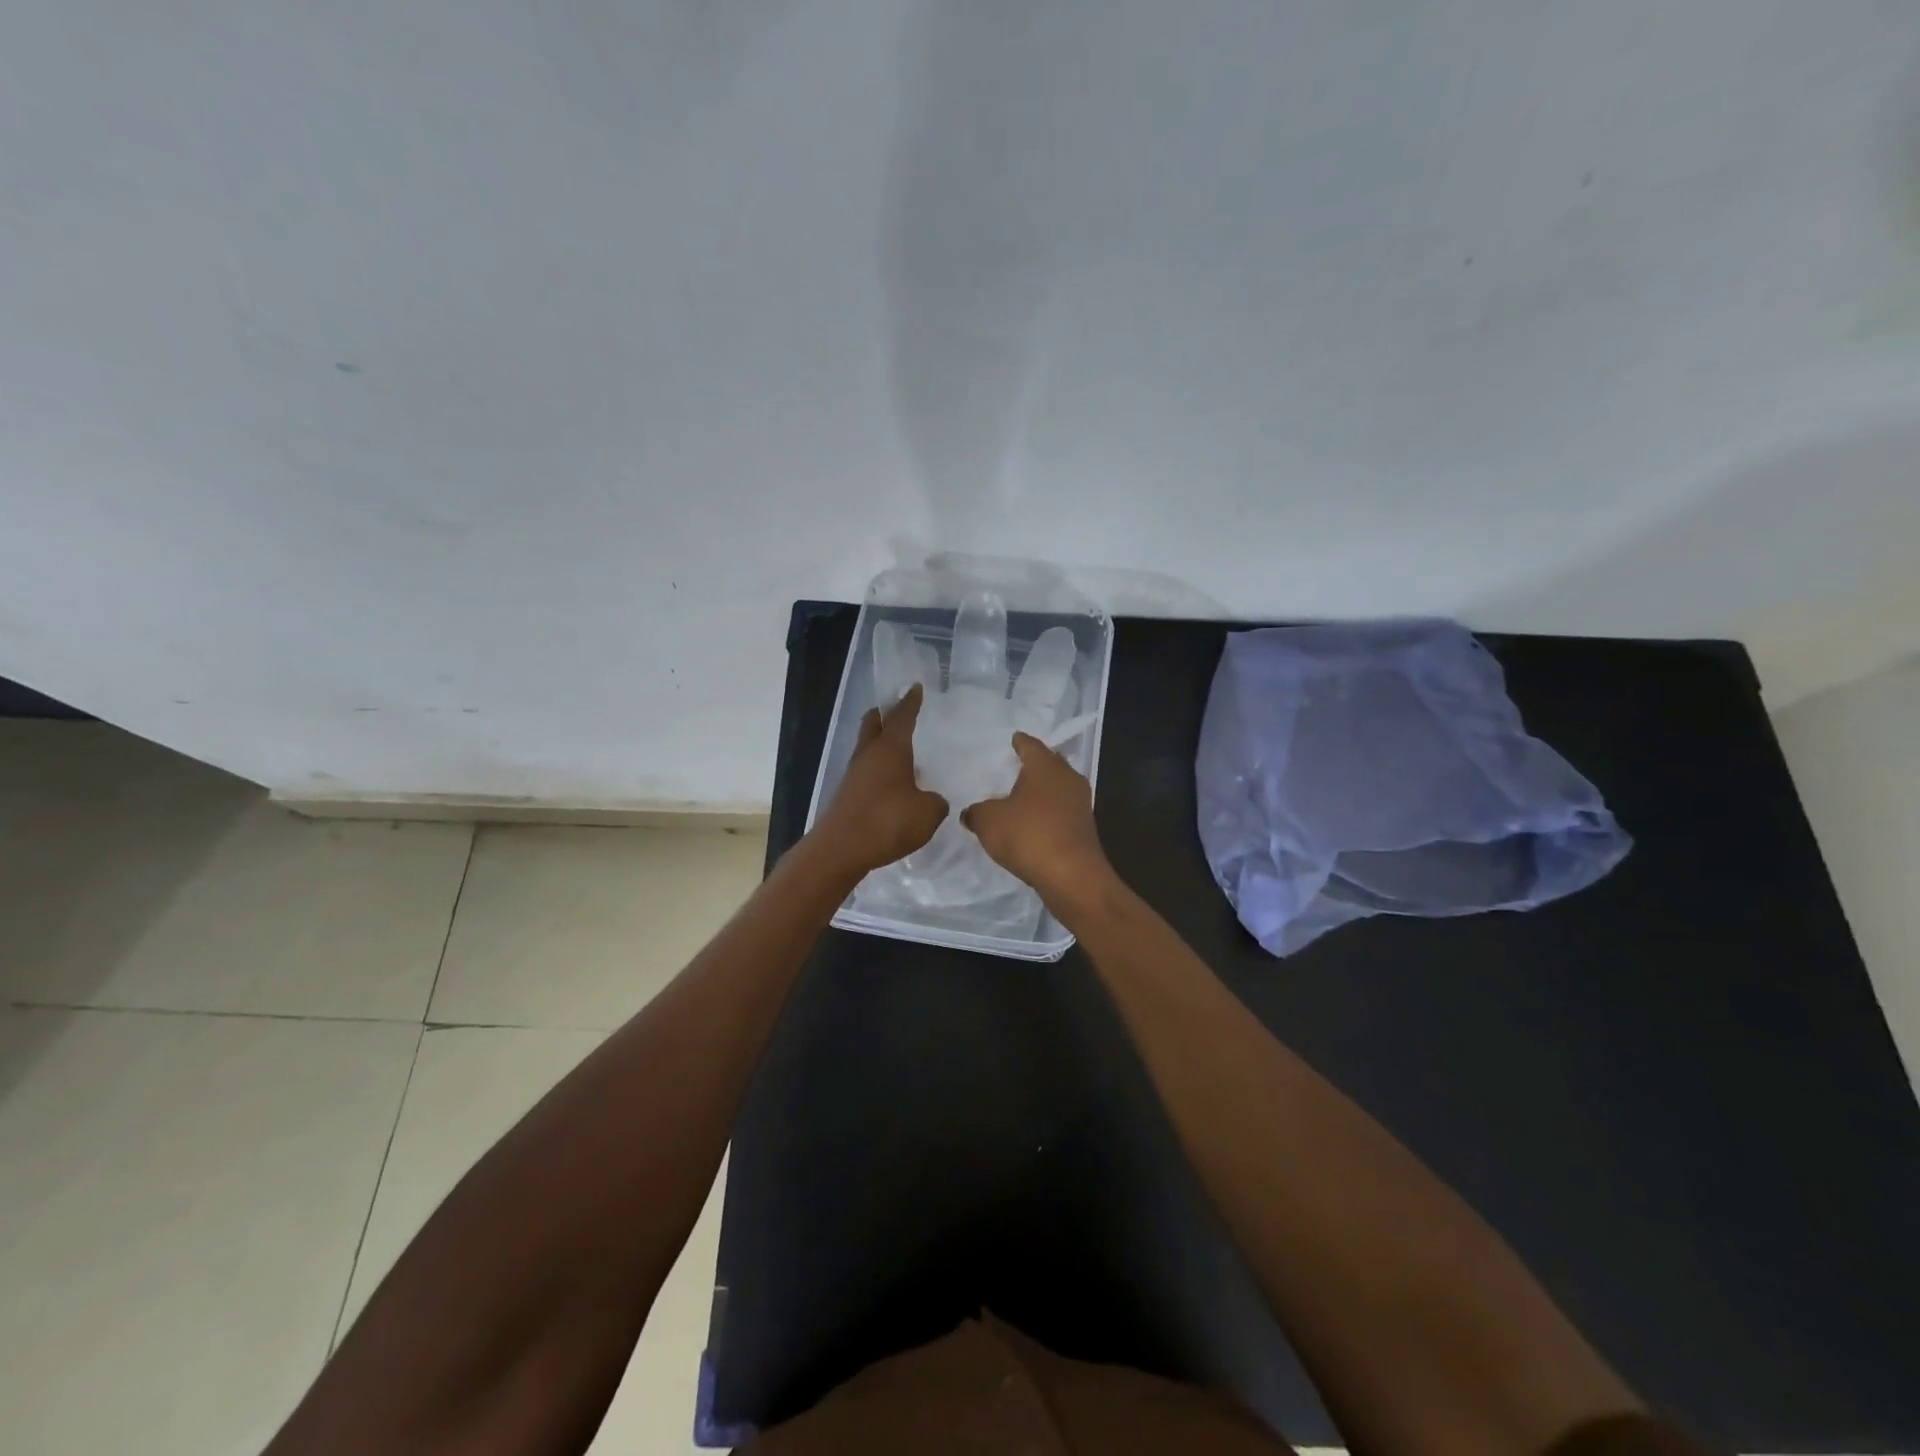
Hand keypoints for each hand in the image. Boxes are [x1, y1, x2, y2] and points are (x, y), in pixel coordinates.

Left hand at [811, 684, 948, 876]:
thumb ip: (936, 802)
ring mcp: (854, 775)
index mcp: (890, 749)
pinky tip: (891, 781)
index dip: (911, 702)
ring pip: (867, 747)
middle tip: (899, 710)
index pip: (902, 716)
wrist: (841, 849)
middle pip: (873, 723)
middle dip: (885, 714)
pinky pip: (865, 771)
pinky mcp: (847, 795)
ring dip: (880, 743)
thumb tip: (932, 799)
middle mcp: (869, 755)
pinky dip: (877, 768)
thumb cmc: (888, 822)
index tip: (915, 687)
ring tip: (900, 748)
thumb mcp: (928, 813)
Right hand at [961, 733, 1113, 905]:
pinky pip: (1063, 811)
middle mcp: (1067, 778)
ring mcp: (1080, 804)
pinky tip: (1036, 822)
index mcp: (1045, 766)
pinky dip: (1049, 812)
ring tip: (1024, 795)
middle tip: (1018, 765)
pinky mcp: (1084, 828)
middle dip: (1035, 764)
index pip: (1030, 746)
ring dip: (1043, 790)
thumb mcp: (989, 822)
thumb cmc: (1028, 836)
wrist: (1072, 875)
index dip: (1020, 742)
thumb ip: (977, 812)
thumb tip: (970, 812)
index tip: (1014, 738)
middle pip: (1050, 764)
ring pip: (1059, 787)